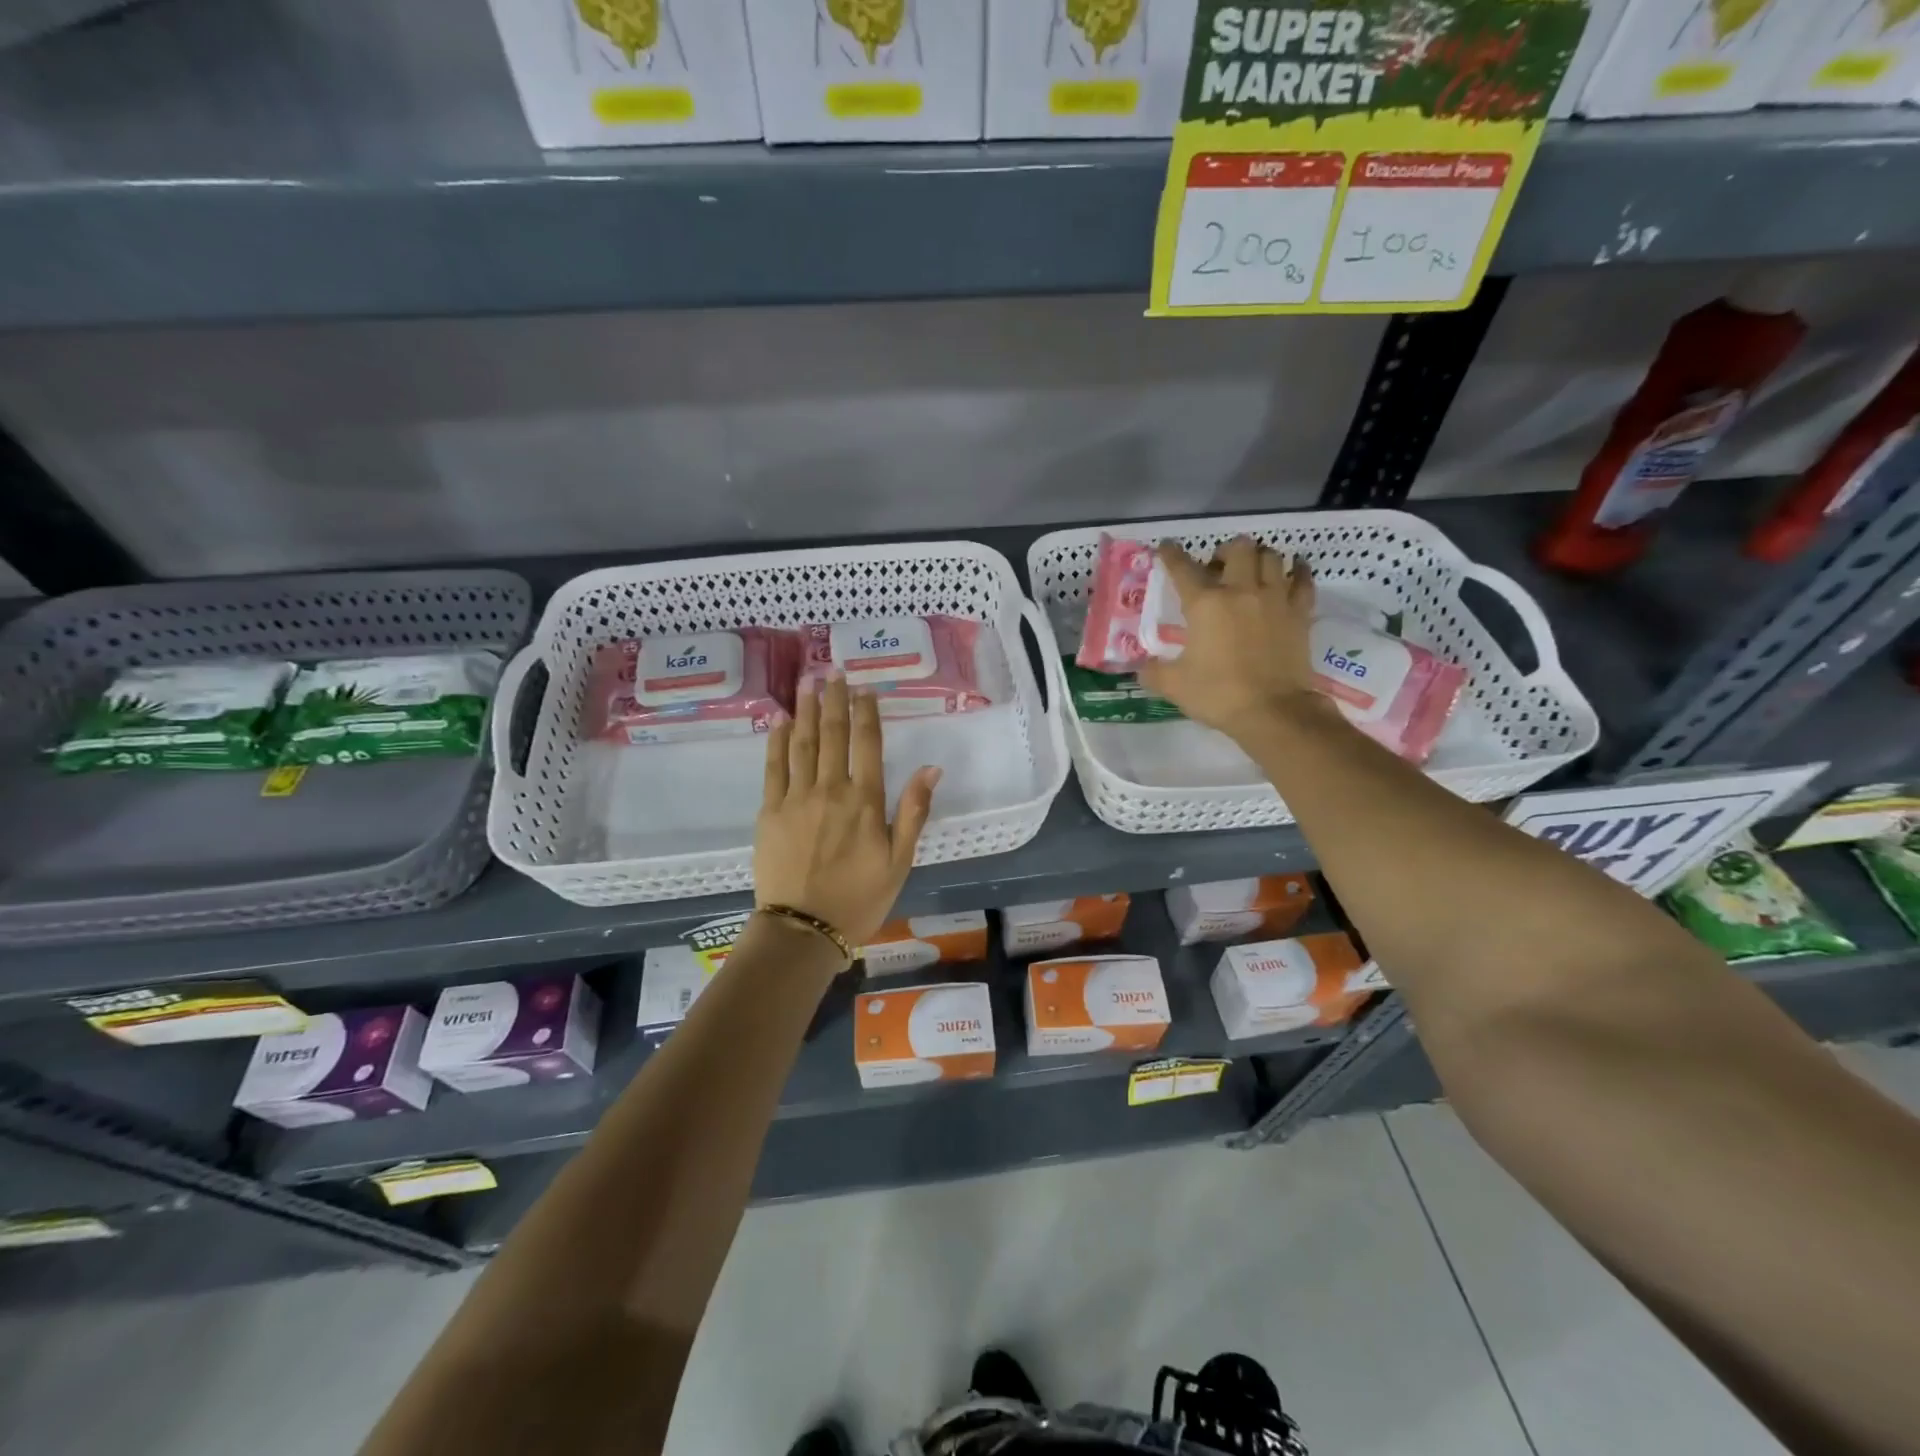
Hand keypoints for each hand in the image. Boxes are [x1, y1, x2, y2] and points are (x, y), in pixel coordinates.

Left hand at [755, 677, 939, 947]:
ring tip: (807, 682)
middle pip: (834, 734)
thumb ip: (913, 811)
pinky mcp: (770, 811)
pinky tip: (781, 721)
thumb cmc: (859, 898)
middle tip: (833, 671)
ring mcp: (796, 797)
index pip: (867, 744)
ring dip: (807, 710)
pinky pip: (774, 767)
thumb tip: (932, 767)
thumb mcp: (900, 860)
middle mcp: (831, 789)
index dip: (867, 712)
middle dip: (834, 700)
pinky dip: (778, 740)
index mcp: (865, 800)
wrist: (803, 929)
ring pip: (803, 743)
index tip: (864, 688)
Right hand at [1137, 536, 1330, 742]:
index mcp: (1205, 604)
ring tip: (1251, 570)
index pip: (1183, 568)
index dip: (1171, 554)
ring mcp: (1275, 599)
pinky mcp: (1300, 613)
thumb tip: (1142, 667)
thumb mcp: (1173, 685)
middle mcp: (1241, 591)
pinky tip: (1292, 570)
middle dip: (1225, 551)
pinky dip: (1298, 570)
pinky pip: (1303, 580)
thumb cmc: (1218, 694)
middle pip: (1238, 548)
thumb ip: (1153, 671)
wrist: (1272, 711)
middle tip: (1217, 568)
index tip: (1167, 547)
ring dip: (1258, 557)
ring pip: (1271, 557)